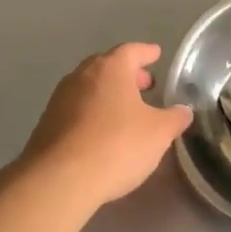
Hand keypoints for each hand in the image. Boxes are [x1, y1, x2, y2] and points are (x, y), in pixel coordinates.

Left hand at [22, 43, 193, 207]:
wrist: (59, 180)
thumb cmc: (116, 145)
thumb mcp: (159, 133)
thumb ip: (175, 118)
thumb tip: (183, 111)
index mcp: (110, 69)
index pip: (131, 51)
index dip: (146, 53)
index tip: (156, 54)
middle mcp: (81, 76)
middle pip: (107, 67)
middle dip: (127, 74)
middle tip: (145, 85)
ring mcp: (59, 100)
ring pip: (90, 88)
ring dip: (108, 95)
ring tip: (127, 111)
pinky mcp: (47, 125)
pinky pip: (76, 110)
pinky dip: (93, 114)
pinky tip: (103, 133)